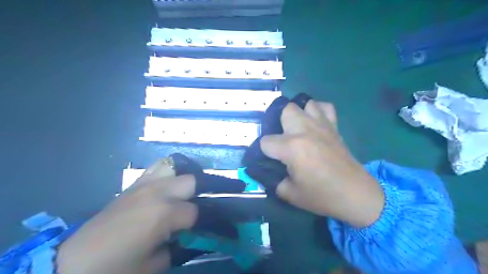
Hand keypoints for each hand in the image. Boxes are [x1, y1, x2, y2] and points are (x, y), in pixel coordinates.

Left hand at [58, 159, 197, 273]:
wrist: (77, 261)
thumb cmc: (119, 266)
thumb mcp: (156, 264)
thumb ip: (179, 245)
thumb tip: (187, 233)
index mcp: (165, 213)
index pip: (194, 211)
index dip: (194, 223)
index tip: (189, 231)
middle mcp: (158, 192)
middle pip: (190, 181)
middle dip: (194, 196)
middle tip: (187, 210)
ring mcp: (145, 184)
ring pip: (174, 167)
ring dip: (180, 181)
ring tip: (178, 195)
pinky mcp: (134, 184)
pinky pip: (156, 168)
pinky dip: (165, 173)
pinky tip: (164, 186)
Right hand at [262, 100, 383, 226]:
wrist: (355, 194)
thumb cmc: (322, 195)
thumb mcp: (289, 193)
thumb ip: (272, 179)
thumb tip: (266, 170)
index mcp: (291, 147)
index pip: (265, 142)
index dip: (262, 151)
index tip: (267, 159)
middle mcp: (304, 130)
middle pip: (284, 111)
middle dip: (277, 124)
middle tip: (281, 140)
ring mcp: (321, 125)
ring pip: (304, 104)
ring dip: (297, 114)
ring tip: (296, 128)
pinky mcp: (333, 126)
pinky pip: (324, 107)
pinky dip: (317, 110)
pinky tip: (314, 122)